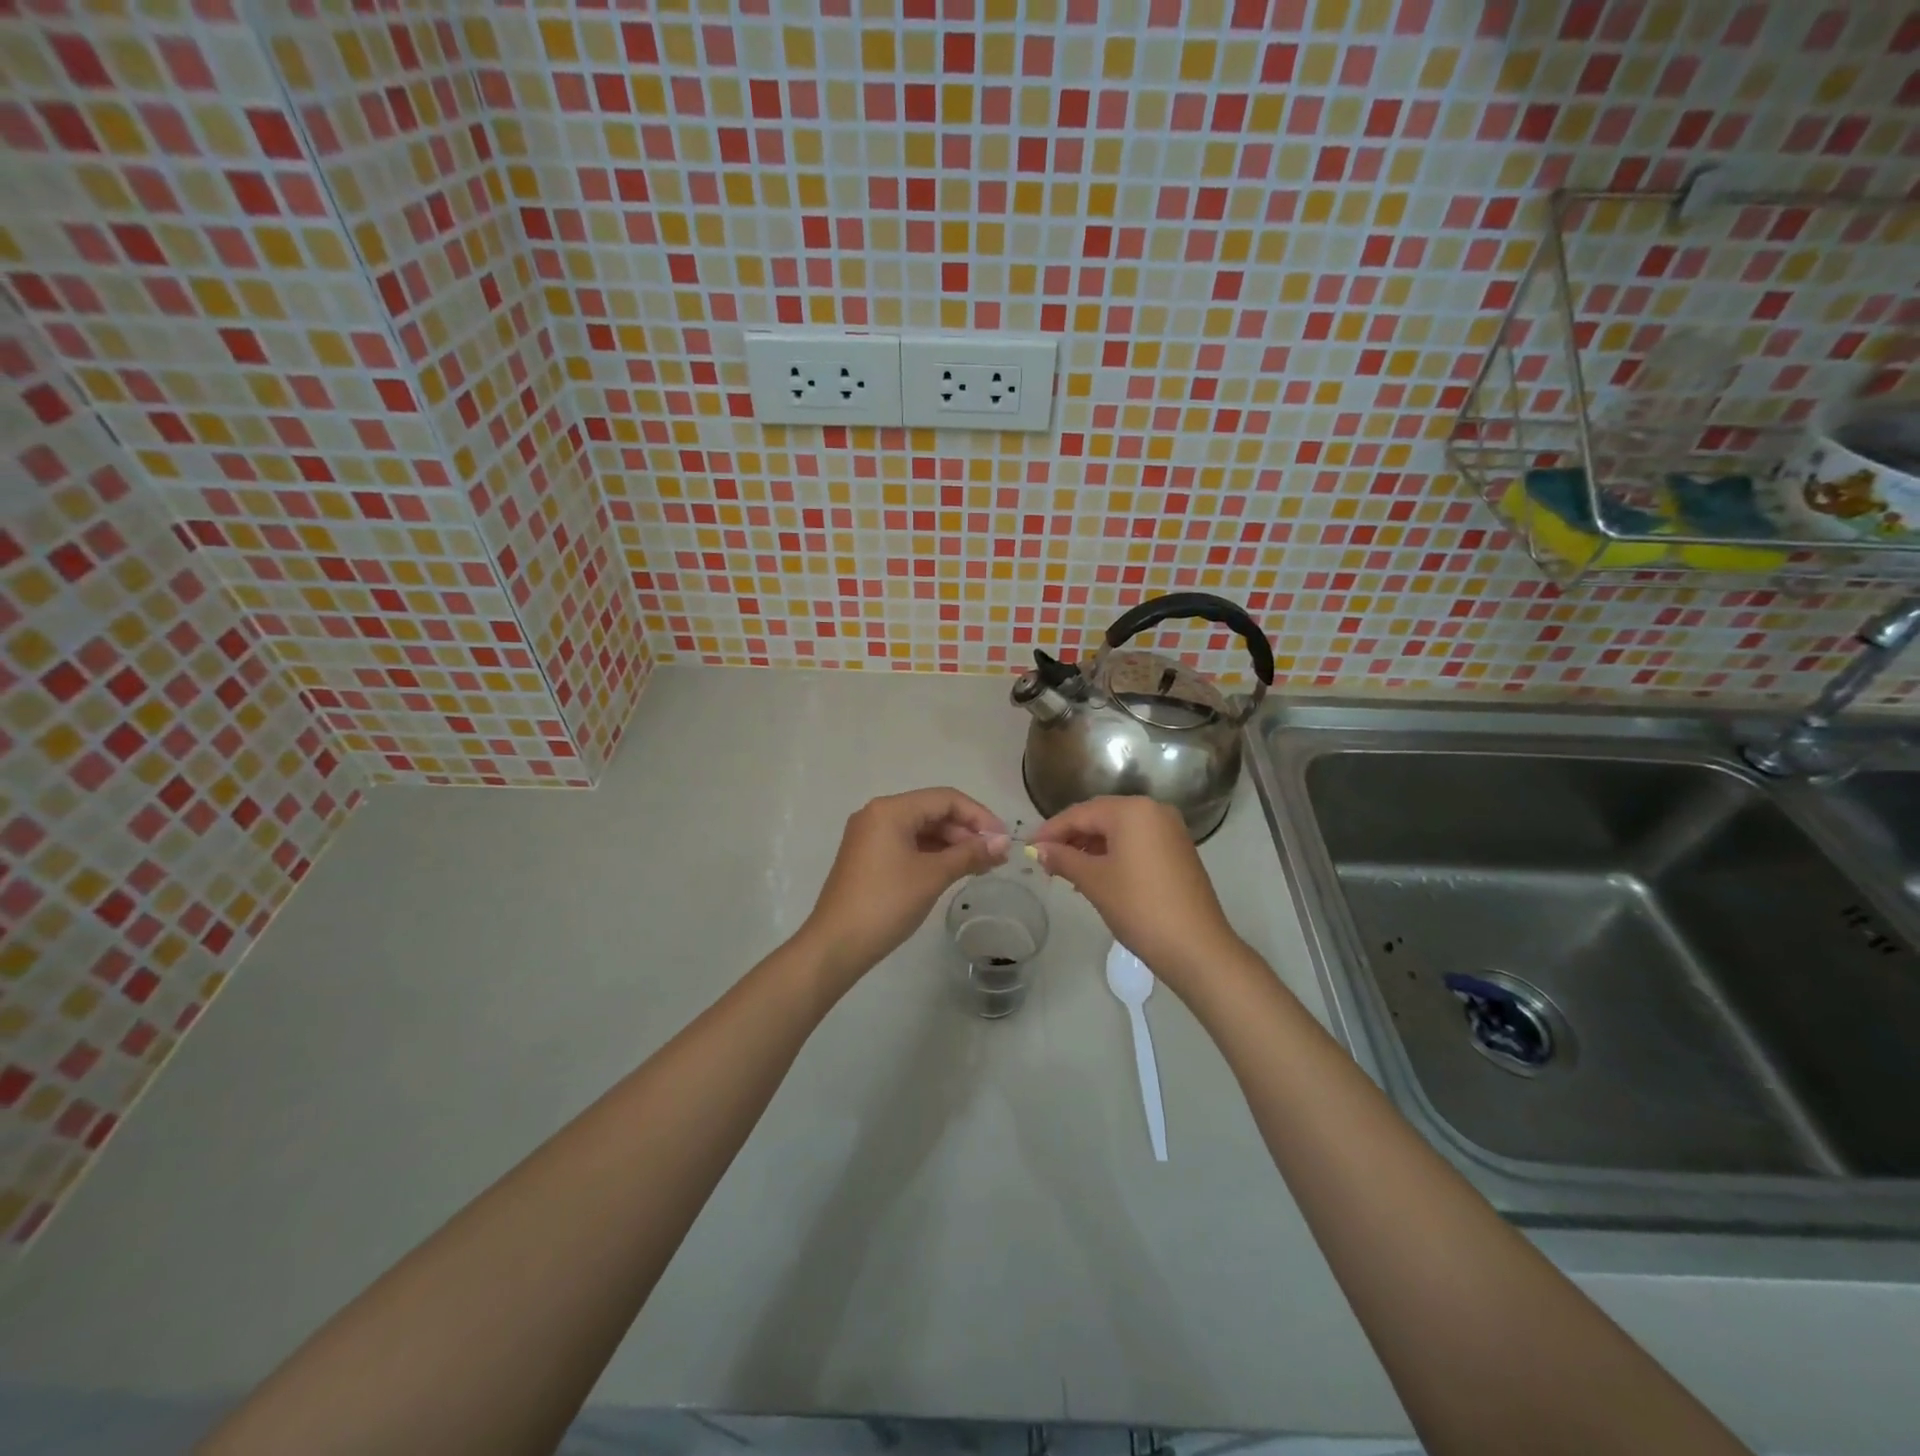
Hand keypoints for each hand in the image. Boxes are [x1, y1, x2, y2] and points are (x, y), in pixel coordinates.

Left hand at [798, 787, 1007, 990]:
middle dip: (966, 830)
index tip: (1003, 840)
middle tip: (996, 856)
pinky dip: (933, 854)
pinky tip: (954, 870)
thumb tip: (1003, 843)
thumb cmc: (886, 903)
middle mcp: (878, 814)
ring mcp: (870, 836)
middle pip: (933, 811)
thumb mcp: (933, 876)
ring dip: (952, 843)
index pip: (946, 799)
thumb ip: (970, 854)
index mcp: (891, 809)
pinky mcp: (868, 857)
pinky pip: (908, 844)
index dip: (979, 815)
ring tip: (981, 866)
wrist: (836, 945)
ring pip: (921, 829)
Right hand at [1032, 796, 1241, 994]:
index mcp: (1132, 810)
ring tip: (1067, 870)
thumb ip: (1063, 859)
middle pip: (1101, 816)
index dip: (1052, 830)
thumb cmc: (1139, 907)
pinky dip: (1114, 853)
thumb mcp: (1094, 881)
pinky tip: (1096, 874)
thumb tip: (1039, 849)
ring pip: (1119, 830)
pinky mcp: (1178, 851)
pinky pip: (1137, 842)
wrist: (1196, 947)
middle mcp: (1154, 810)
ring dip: (1091, 846)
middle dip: (1071, 837)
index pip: (1081, 813)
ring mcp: (1170, 830)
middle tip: (1046, 860)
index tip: (1030, 847)